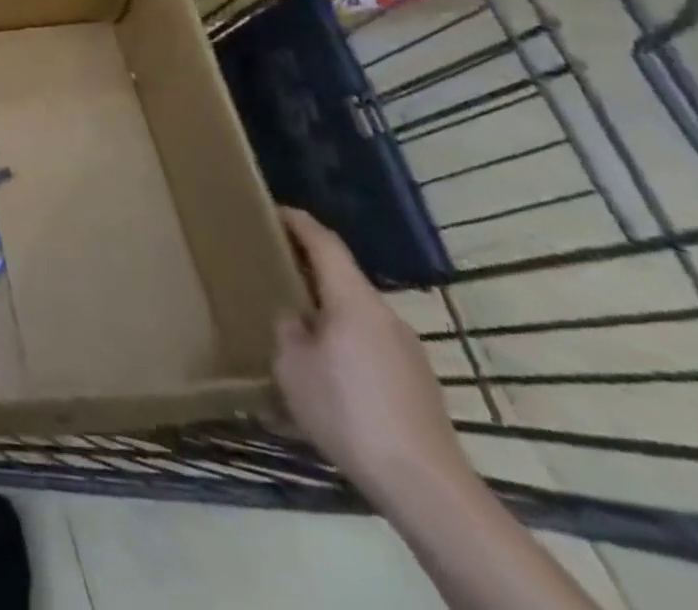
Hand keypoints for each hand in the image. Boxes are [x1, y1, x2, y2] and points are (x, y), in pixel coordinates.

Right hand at [272, 208, 470, 505]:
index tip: (273, 211)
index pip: (325, 243)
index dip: (298, 222)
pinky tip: (327, 372)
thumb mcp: (292, 366)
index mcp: (354, 300)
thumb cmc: (347, 410)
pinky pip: (371, 346)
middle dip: (308, 270)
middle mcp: (386, 316)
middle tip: (273, 271)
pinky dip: (345, 343)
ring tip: (295, 327)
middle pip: (343, 278)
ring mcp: (408, 351)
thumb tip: (296, 321)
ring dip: (327, 311)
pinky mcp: (418, 383)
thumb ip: (288, 331)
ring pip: (357, 315)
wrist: (424, 485)